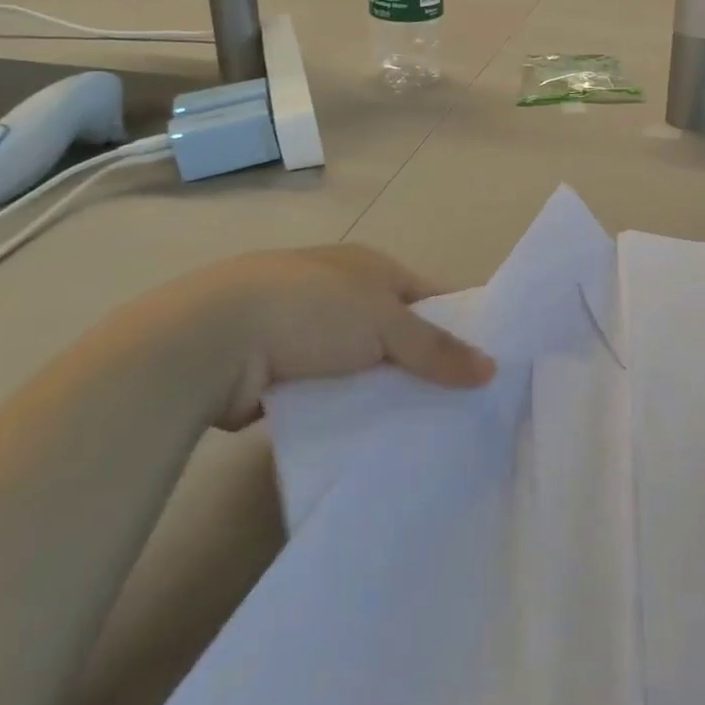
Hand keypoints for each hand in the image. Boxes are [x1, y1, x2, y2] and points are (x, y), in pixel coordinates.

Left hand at [141, 245, 495, 429]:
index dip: (458, 324)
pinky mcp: (280, 372)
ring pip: (363, 367)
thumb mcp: (385, 323)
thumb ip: (436, 348)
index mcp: (369, 267)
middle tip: (461, 407)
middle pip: (396, 332)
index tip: (484, 364)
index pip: (428, 294)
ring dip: (383, 391)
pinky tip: (371, 438)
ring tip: (423, 430)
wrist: (212, 339)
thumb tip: (491, 369)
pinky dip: (348, 412)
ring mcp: (306, 332)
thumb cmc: (312, 310)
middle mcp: (341, 293)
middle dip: (422, 366)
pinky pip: (330, 394)